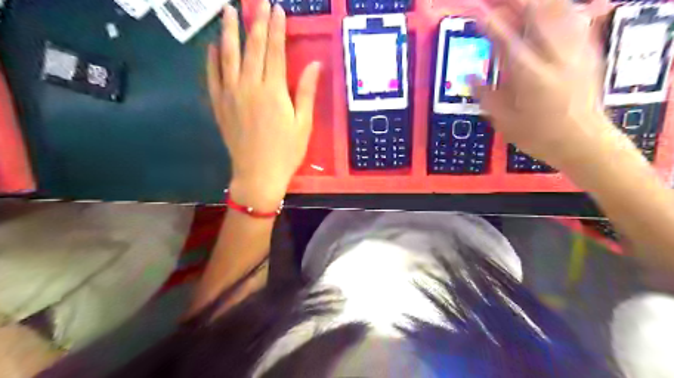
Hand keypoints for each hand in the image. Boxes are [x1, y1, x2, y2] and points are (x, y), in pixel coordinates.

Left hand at [208, 2, 318, 209]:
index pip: (274, 52)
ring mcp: (231, 95)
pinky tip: (213, 46)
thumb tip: (315, 64)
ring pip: (228, 56)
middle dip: (256, 22)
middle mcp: (249, 87)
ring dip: (229, 32)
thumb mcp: (303, 124)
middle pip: (252, 48)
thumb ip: (306, 92)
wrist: (258, 174)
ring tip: (228, 11)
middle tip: (257, 2)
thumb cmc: (286, 152)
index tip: (277, 9)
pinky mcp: (220, 105)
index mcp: (273, 92)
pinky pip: (213, 77)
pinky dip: (212, 59)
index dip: (276, 29)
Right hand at [471, 1, 617, 168]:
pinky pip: (574, 18)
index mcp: (530, 77)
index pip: (505, 39)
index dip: (488, 22)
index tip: (475, 12)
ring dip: (534, 3)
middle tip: (492, 2)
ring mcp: (576, 50)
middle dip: (512, 2)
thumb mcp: (505, 121)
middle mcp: (555, 57)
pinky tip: (547, 10)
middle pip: (536, 13)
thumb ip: (486, 95)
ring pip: (558, 10)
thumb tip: (469, 75)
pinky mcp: (588, 51)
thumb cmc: (539, 136)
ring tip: (516, 3)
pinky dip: (557, 9)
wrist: (584, 141)